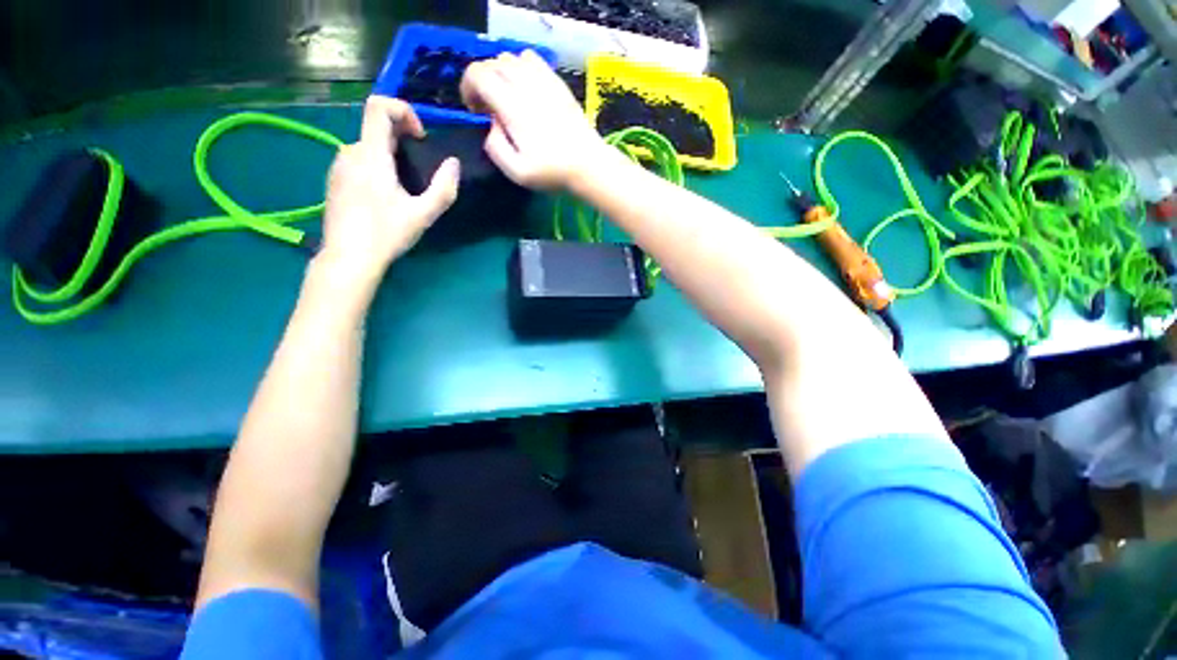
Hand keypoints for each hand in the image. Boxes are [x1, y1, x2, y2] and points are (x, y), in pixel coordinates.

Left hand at [317, 96, 459, 289]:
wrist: (348, 258)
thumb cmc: (387, 234)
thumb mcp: (424, 215)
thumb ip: (443, 189)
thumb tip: (453, 164)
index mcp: (371, 155)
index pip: (378, 107)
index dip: (403, 111)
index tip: (420, 138)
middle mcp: (350, 153)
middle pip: (376, 129)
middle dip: (402, 140)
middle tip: (420, 171)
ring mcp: (338, 167)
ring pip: (368, 147)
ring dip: (389, 156)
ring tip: (404, 188)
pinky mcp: (334, 180)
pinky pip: (358, 161)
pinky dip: (376, 167)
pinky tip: (384, 197)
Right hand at [461, 50, 611, 189]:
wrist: (588, 165)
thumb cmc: (552, 172)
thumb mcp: (517, 172)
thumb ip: (495, 147)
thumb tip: (491, 124)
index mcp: (512, 106)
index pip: (478, 73)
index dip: (468, 87)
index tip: (475, 109)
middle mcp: (526, 85)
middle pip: (492, 63)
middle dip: (483, 81)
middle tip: (490, 108)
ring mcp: (544, 80)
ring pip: (511, 58)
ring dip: (501, 74)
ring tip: (507, 97)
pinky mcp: (558, 82)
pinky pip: (532, 59)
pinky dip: (521, 69)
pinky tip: (526, 90)